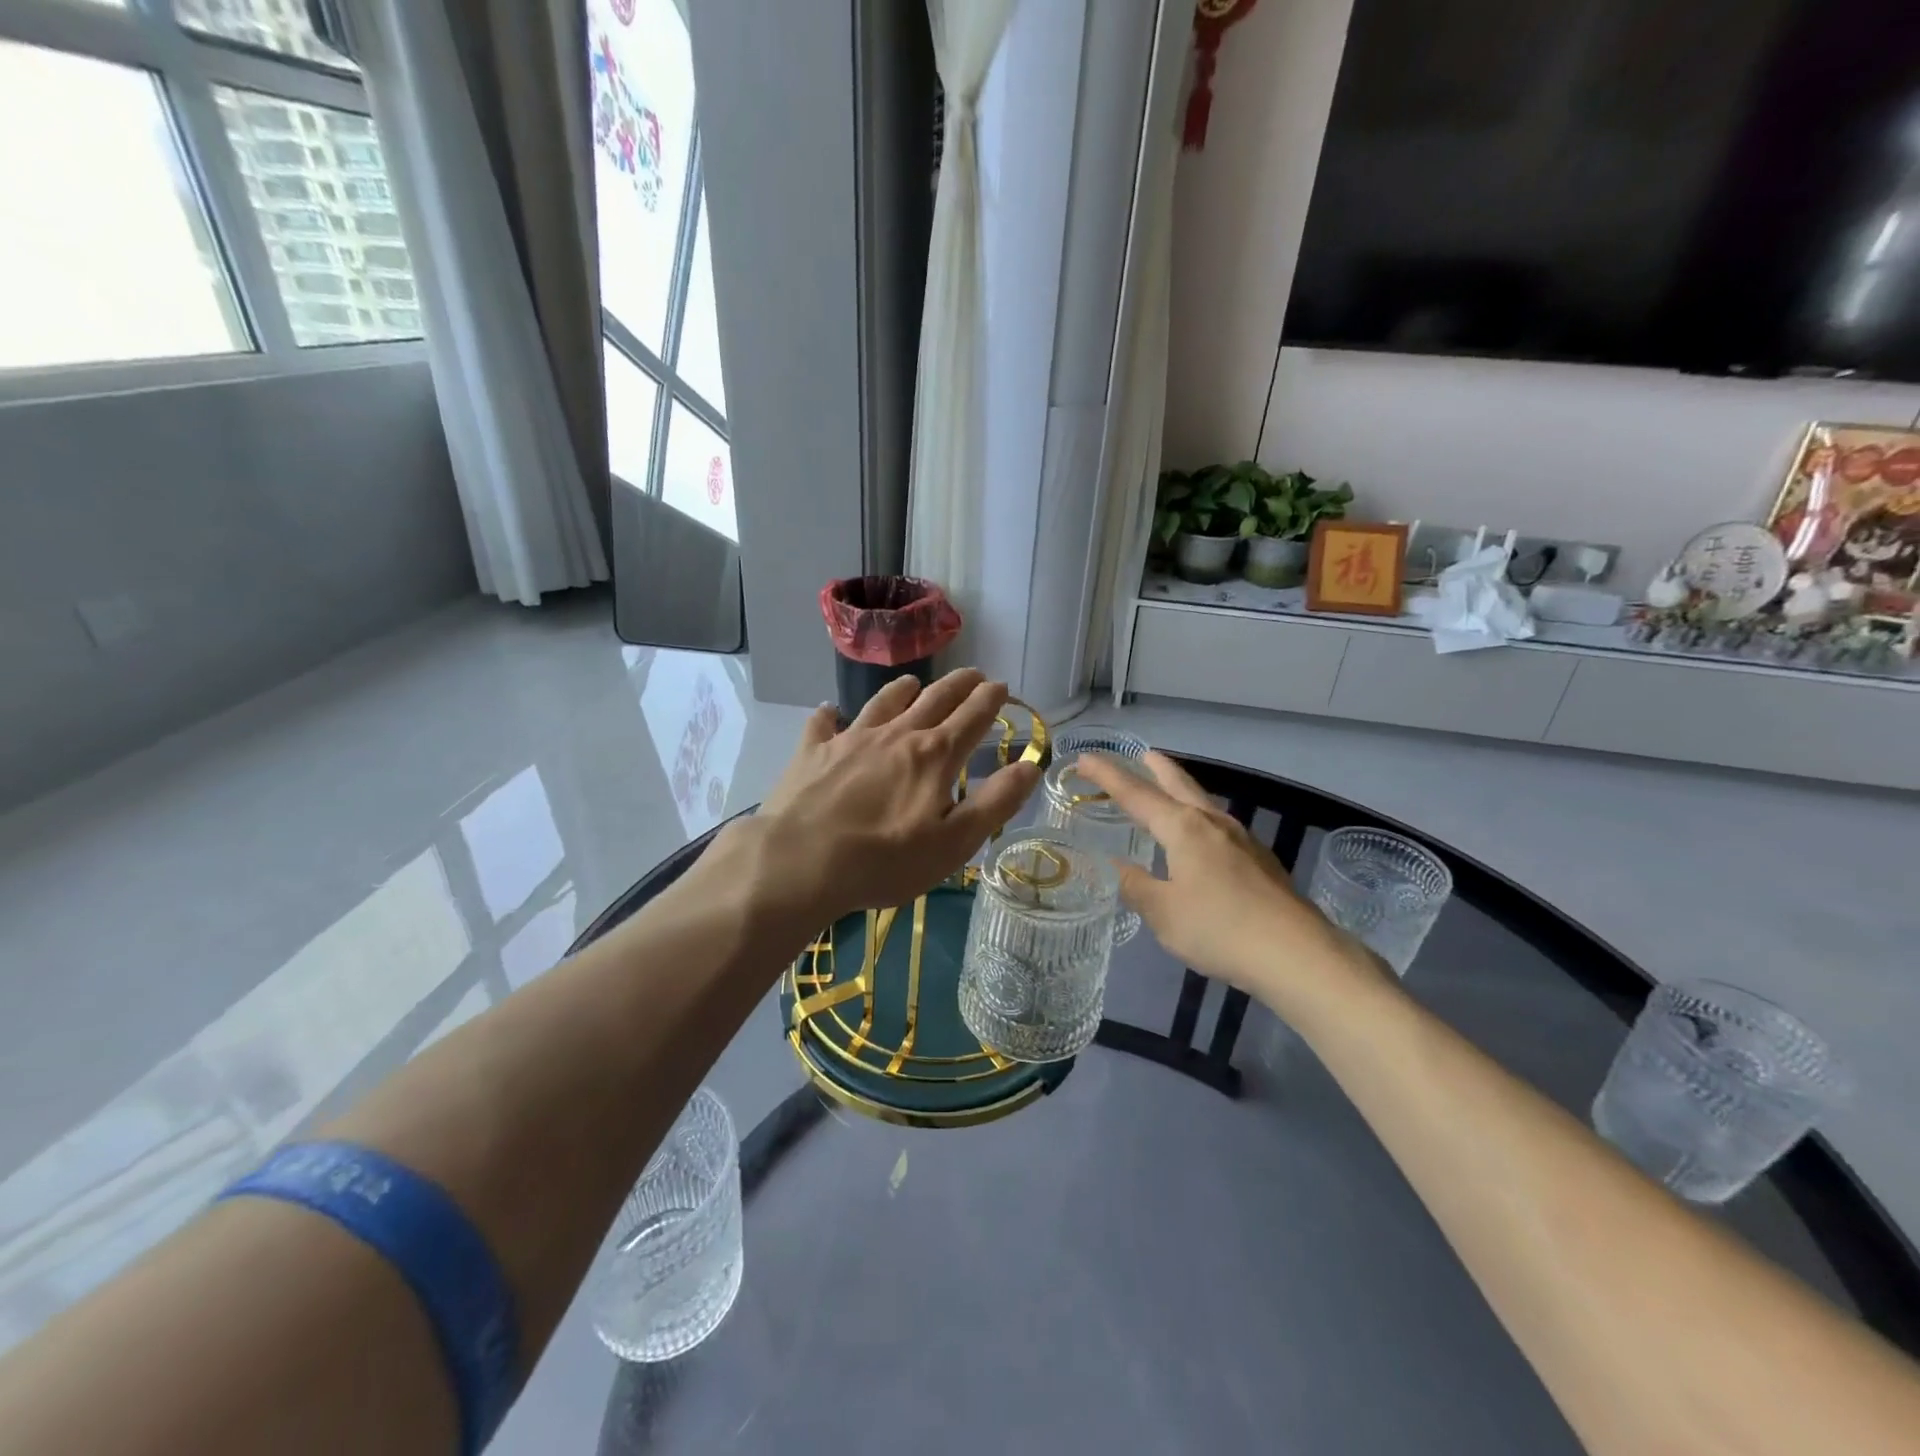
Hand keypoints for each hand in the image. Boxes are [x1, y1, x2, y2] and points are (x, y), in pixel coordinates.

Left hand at [753, 670, 1040, 924]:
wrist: (800, 862)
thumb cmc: (885, 860)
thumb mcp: (954, 842)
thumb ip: (996, 802)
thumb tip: (1031, 765)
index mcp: (934, 756)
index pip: (972, 717)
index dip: (990, 700)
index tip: (1001, 686)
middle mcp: (896, 735)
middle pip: (934, 699)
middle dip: (958, 685)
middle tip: (974, 674)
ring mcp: (851, 739)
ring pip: (884, 702)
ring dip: (904, 689)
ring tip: (914, 682)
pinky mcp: (813, 752)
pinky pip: (824, 723)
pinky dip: (831, 714)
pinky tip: (831, 711)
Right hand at [1075, 751, 1389, 1014]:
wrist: (1297, 954)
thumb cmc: (1220, 929)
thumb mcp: (1164, 914)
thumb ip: (1137, 886)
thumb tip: (1118, 867)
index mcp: (1183, 828)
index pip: (1136, 794)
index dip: (1108, 776)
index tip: (1085, 757)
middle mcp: (1212, 823)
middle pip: (1178, 784)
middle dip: (1156, 768)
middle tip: (1141, 754)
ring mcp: (1241, 839)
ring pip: (1202, 802)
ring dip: (1181, 789)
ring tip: (1168, 788)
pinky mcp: (1259, 859)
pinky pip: (1218, 825)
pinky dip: (1198, 816)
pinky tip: (1200, 837)